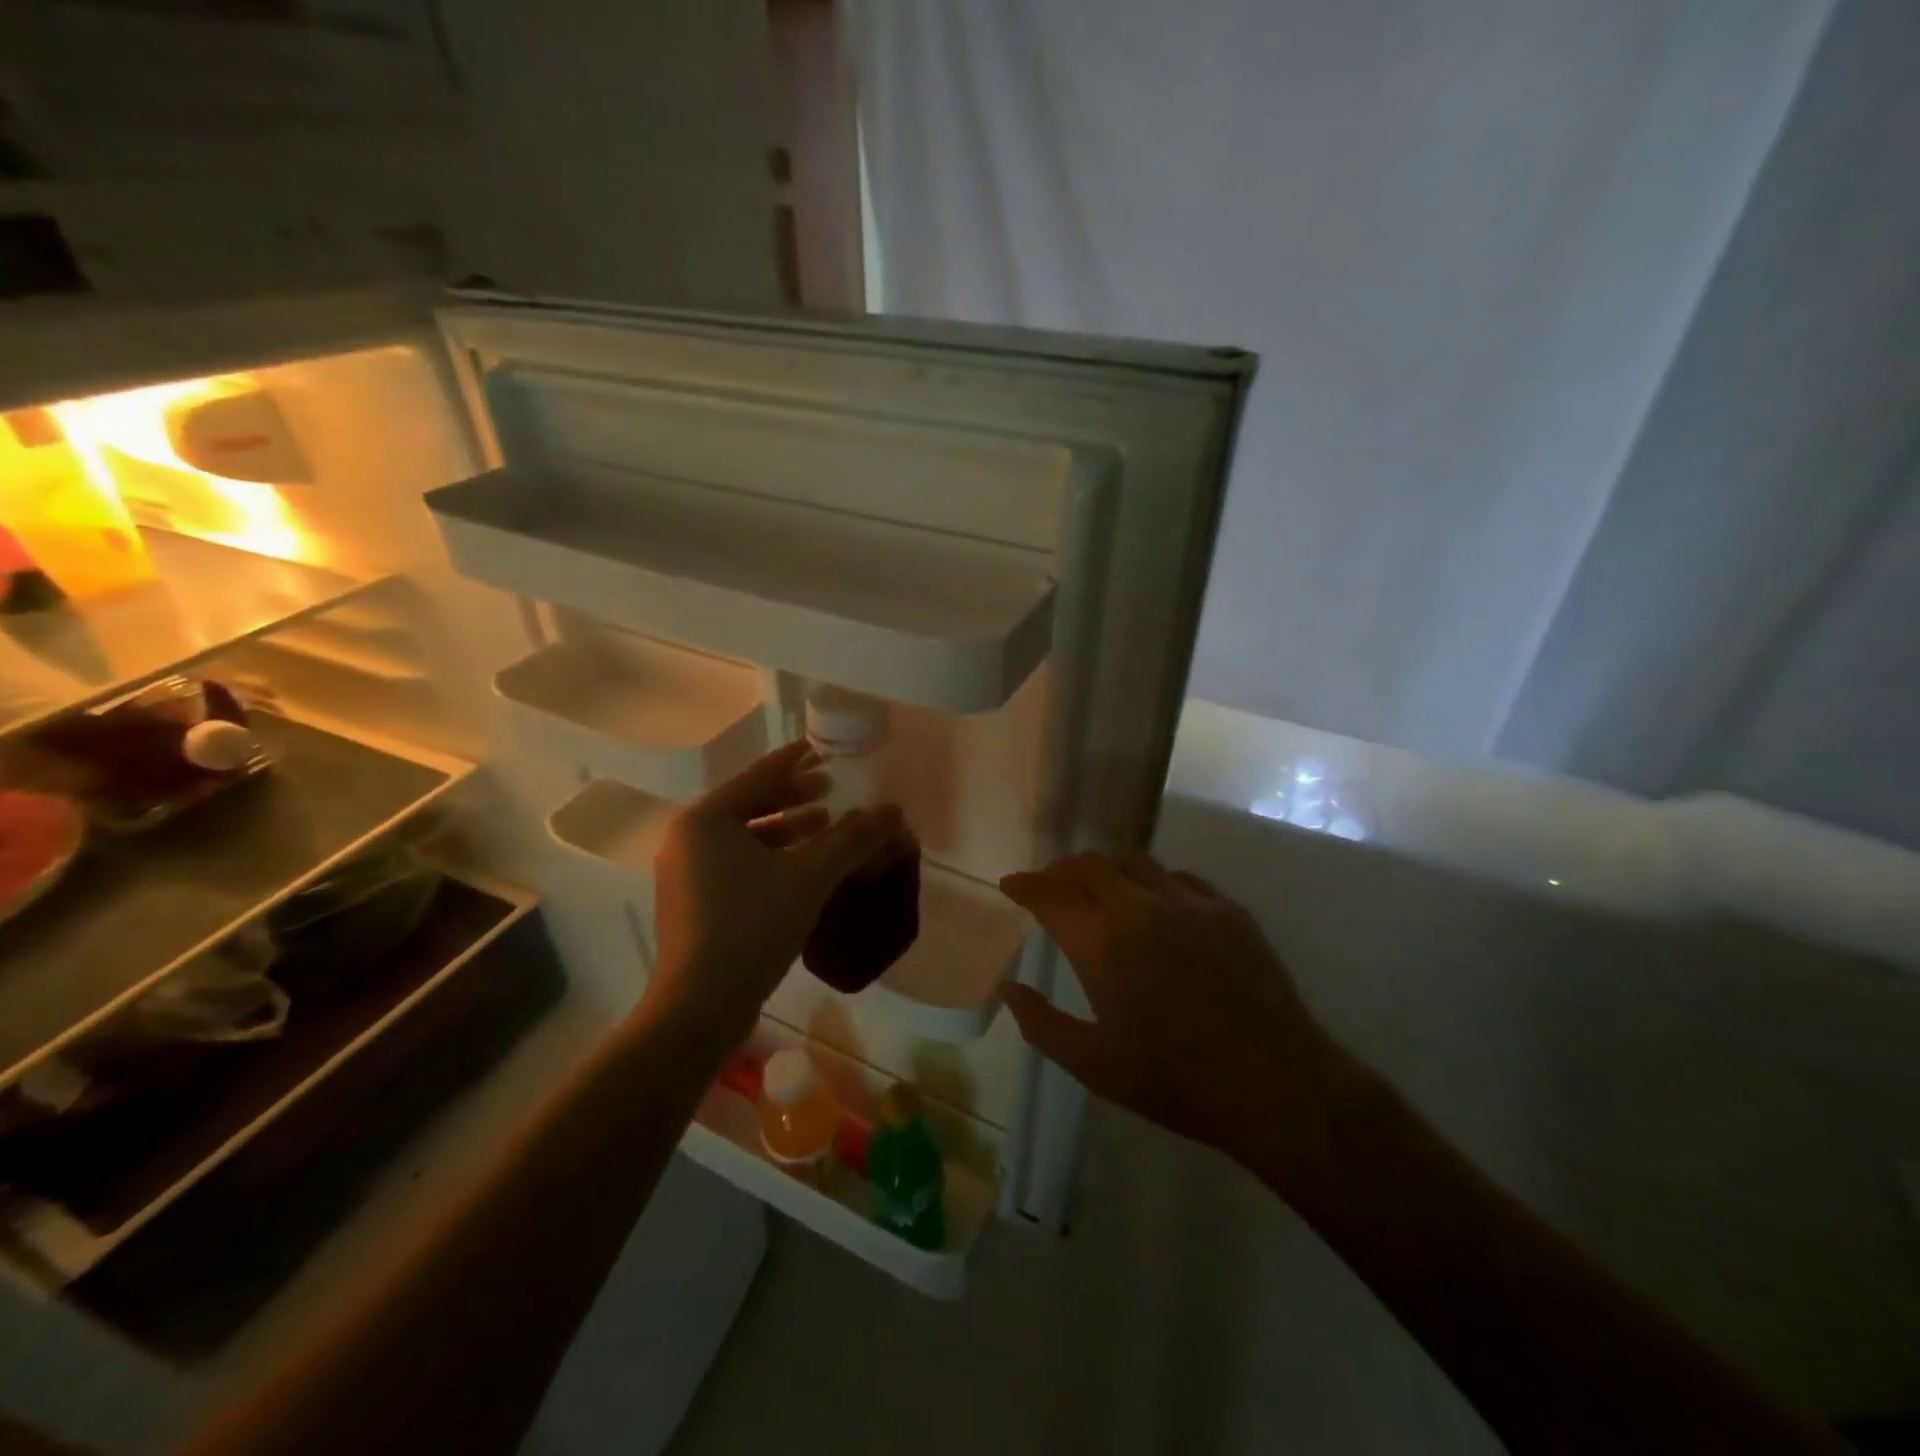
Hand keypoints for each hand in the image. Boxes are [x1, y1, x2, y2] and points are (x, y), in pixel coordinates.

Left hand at [646, 741, 906, 1048]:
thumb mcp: (810, 877)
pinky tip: (805, 870)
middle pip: (751, 804)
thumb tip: (893, 810)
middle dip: (795, 796)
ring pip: (747, 838)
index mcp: (705, 820)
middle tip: (832, 787)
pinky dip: (774, 858)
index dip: (798, 760)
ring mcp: (687, 874)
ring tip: (826, 826)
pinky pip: (741, 865)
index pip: (760, 775)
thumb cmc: (752, 927)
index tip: (826, 748)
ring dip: (789, 829)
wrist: (699, 1009)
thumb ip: (853, 839)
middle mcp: (689, 840)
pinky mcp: (695, 905)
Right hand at [1000, 853, 1363, 1191]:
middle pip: (1088, 866)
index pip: (1051, 894)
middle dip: (1058, 871)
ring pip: (1132, 862)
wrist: (1276, 1086)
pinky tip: (1149, 901)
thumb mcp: (1094, 1066)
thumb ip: (1042, 1024)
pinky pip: (1174, 876)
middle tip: (1047, 886)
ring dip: (1101, 868)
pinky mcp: (1226, 908)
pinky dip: (1147, 880)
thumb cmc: (1176, 1081)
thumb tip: (1010, 989)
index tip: (1011, 886)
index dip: (1025, 885)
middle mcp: (1142, 908)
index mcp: (1104, 944)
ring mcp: (1189, 902)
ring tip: (1092, 886)